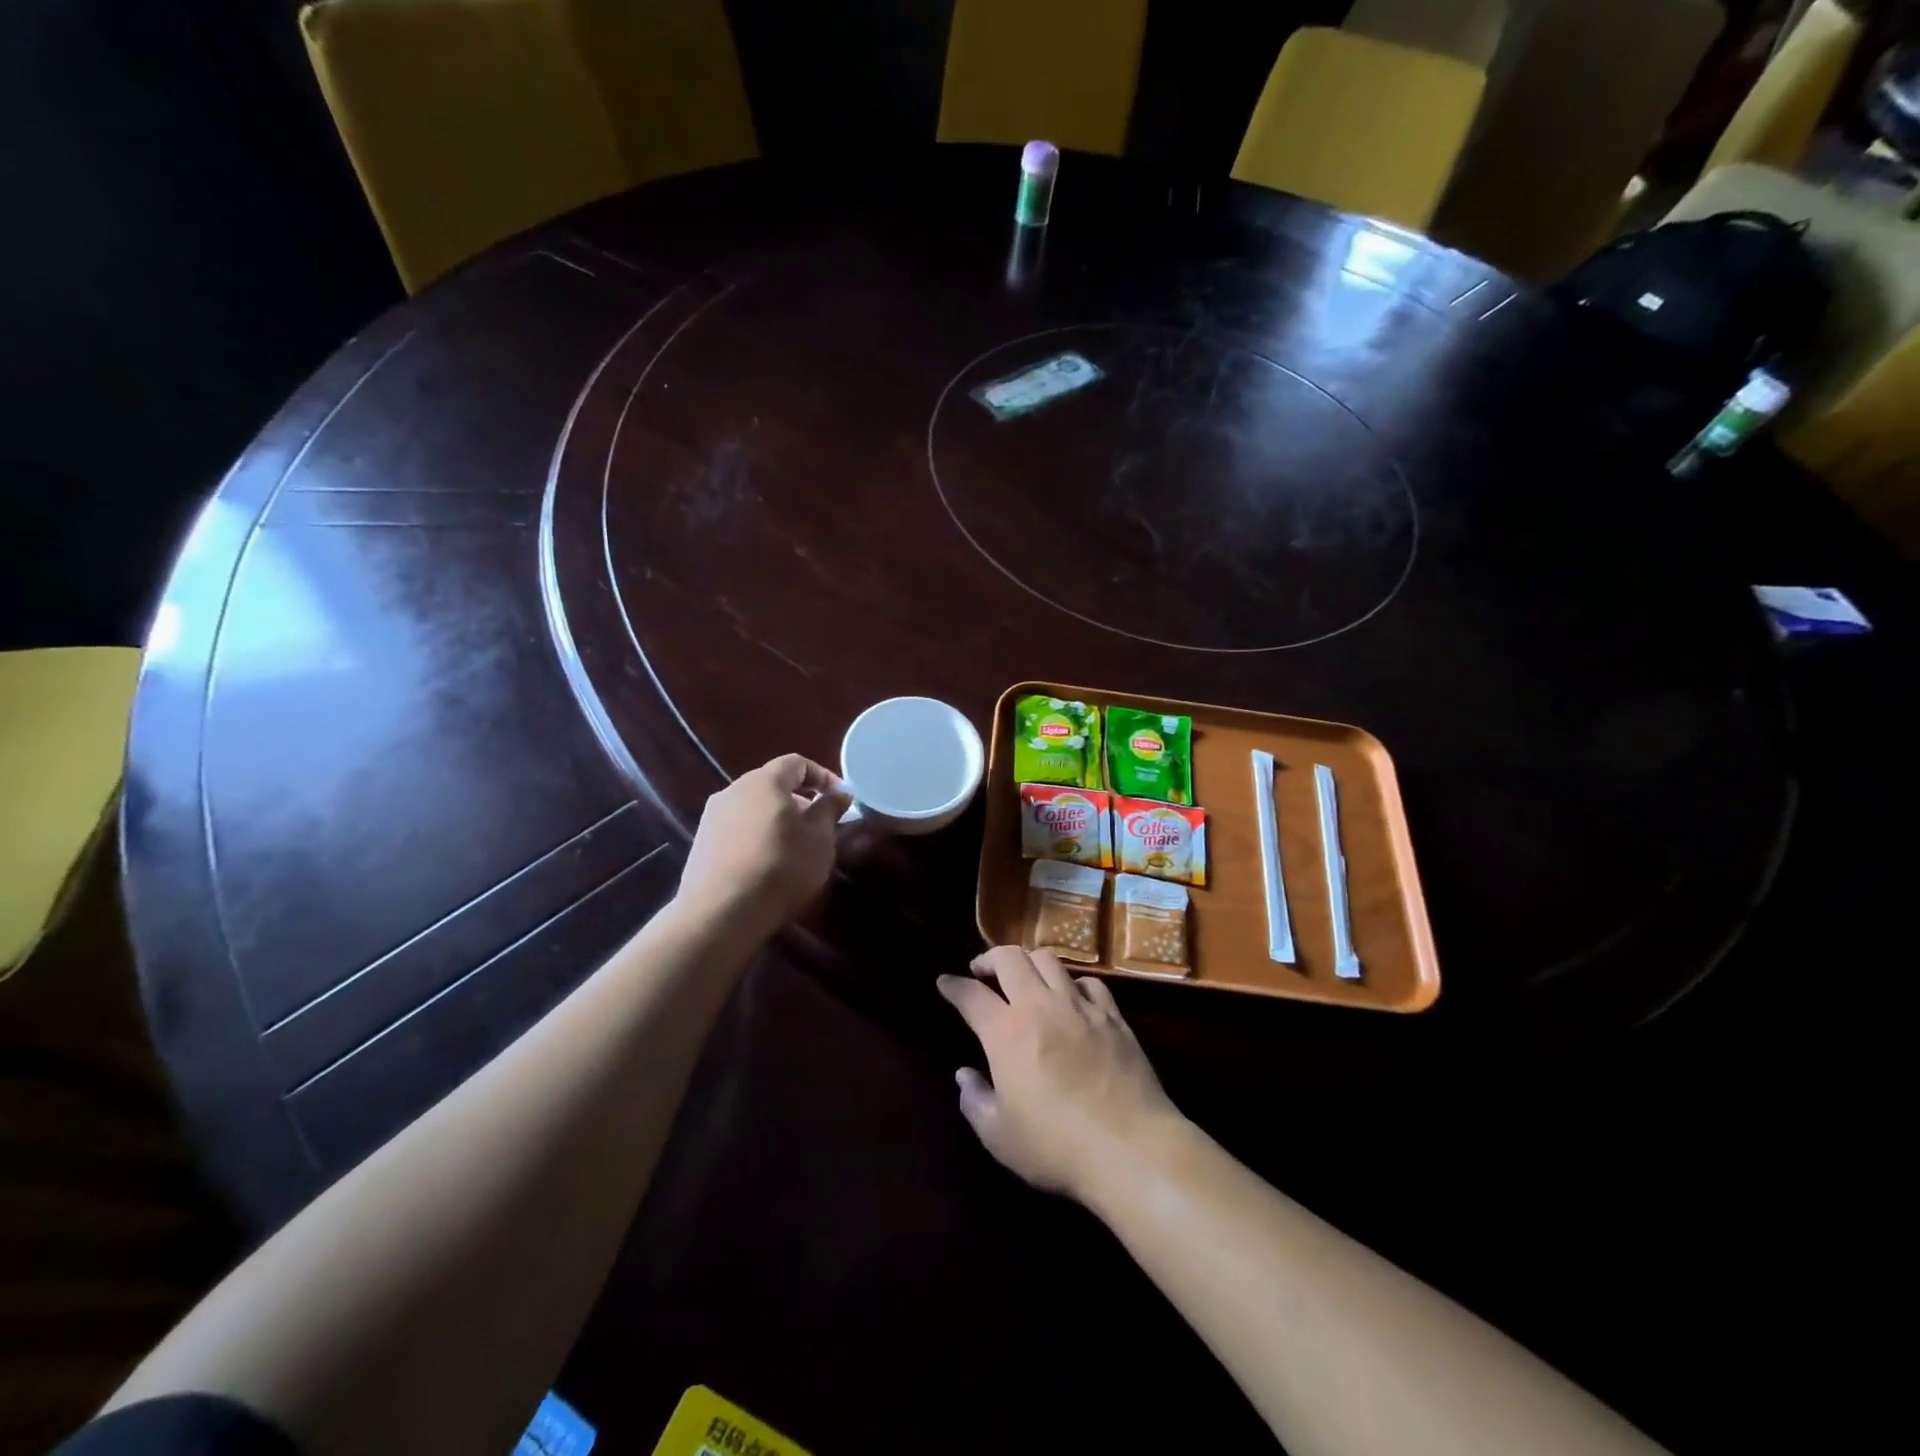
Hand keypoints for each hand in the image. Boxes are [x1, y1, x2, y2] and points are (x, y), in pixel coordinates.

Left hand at [678, 754, 850, 934]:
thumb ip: (830, 809)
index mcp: (765, 781)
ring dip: (777, 819)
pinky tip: (766, 863)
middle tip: (819, 826)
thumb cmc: (781, 867)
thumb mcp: (820, 839)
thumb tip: (840, 792)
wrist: (721, 912)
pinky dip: (756, 836)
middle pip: (772, 784)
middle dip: (800, 800)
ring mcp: (712, 816)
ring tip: (794, 848)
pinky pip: (737, 828)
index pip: (797, 763)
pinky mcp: (701, 843)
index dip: (822, 776)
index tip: (840, 799)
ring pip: (753, 807)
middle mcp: (734, 789)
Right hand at [938, 946, 1184, 1202]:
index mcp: (1006, 1033)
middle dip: (990, 958)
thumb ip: (975, 1101)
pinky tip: (1071, 999)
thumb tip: (965, 1075)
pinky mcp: (1113, 1016)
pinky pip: (1089, 981)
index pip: (971, 995)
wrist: (1130, 1149)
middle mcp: (1040, 1006)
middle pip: (1010, 957)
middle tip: (983, 972)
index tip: (945, 983)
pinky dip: (1072, 983)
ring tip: (1025, 979)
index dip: (953, 986)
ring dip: (1029, 962)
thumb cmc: (1057, 1147)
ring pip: (1049, 958)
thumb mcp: (1000, 1136)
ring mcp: (1080, 1006)